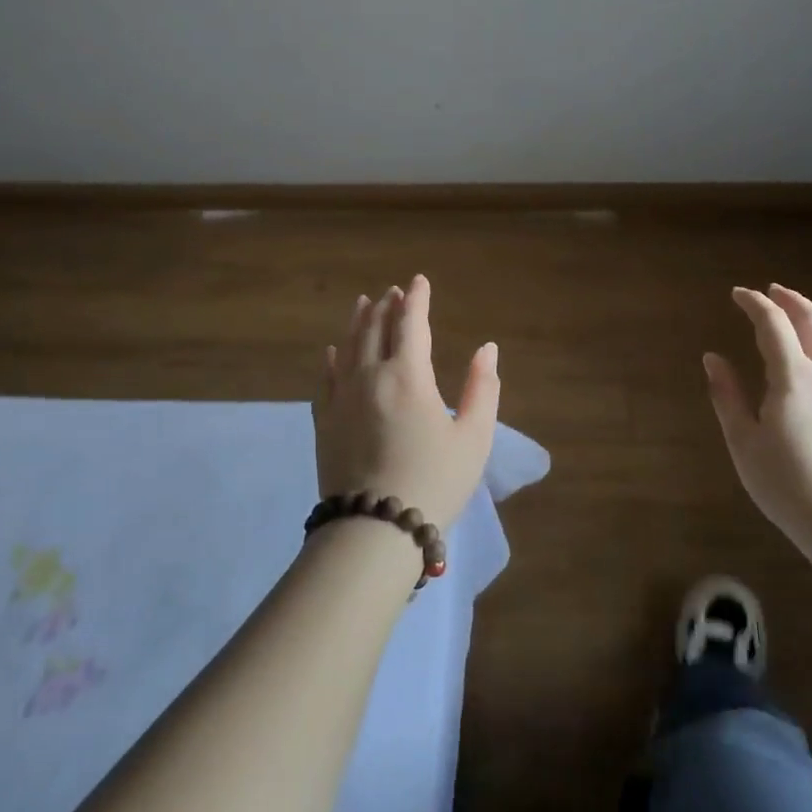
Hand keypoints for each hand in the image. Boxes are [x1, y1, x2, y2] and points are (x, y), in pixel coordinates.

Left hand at [312, 275, 499, 531]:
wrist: (374, 530)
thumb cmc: (434, 481)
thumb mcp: (474, 437)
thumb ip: (482, 388)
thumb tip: (487, 348)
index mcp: (408, 376)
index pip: (411, 323)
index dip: (417, 299)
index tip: (419, 280)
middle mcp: (371, 376)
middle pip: (376, 328)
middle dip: (387, 305)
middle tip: (394, 291)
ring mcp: (342, 398)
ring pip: (348, 346)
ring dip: (358, 321)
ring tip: (363, 303)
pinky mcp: (324, 421)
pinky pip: (325, 378)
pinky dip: (331, 358)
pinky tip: (332, 350)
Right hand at [704, 284, 811, 540]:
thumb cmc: (786, 484)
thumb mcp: (743, 441)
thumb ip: (727, 395)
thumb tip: (712, 358)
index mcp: (793, 376)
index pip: (773, 324)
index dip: (754, 303)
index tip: (737, 294)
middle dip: (791, 300)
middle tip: (772, 290)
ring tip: (798, 312)